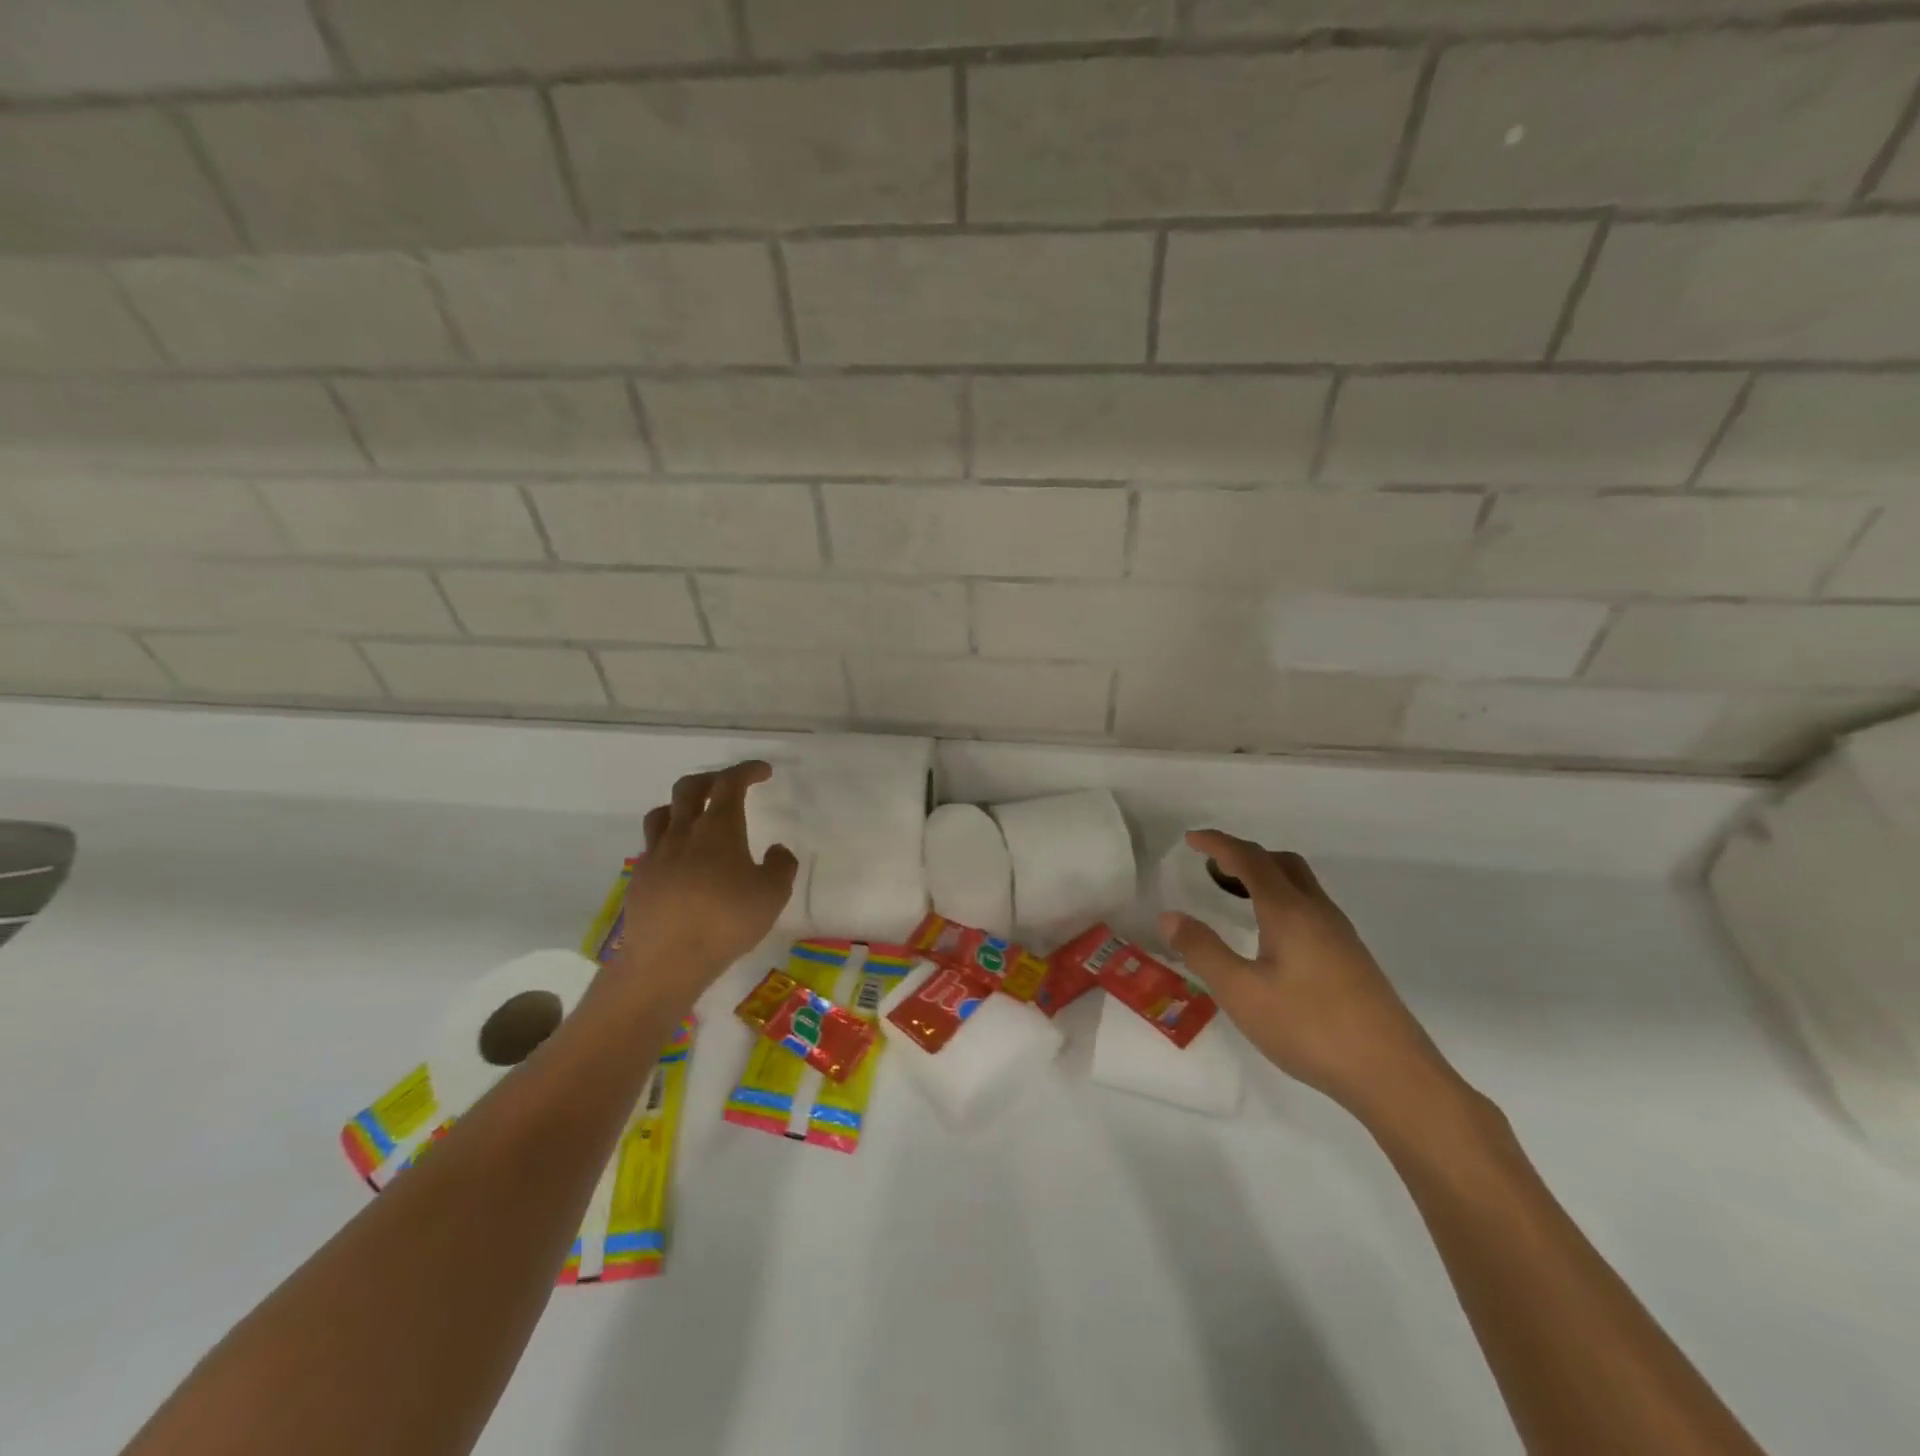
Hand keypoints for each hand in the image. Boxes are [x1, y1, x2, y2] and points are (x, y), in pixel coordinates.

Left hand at [607, 761, 798, 1009]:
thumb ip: (781, 866)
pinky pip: (653, 846)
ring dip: (682, 806)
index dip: (747, 771)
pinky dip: (670, 842)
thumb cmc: (726, 922)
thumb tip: (777, 850)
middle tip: (729, 786)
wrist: (665, 961)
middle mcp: (683, 833)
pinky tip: (681, 862)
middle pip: (689, 788)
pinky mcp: (641, 879)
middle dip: (712, 779)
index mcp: (718, 829)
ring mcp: (657, 855)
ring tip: (697, 818)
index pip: (730, 783)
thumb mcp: (773, 895)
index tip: (763, 771)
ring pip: (663, 813)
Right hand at [1161, 830, 1458, 1122]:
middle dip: (1245, 855)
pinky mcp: (1352, 958)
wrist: (1393, 1075)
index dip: (1218, 844)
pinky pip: (1311, 908)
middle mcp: (1317, 912)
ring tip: (1235, 897)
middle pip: (1282, 863)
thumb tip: (1169, 916)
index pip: (1249, 860)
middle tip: (1212, 867)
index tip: (1191, 839)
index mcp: (1289, 911)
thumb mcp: (1241, 992)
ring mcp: (1341, 935)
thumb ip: (1203, 951)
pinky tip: (1272, 937)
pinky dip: (1282, 901)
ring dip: (1266, 877)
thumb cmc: (1310, 1027)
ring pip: (1300, 885)